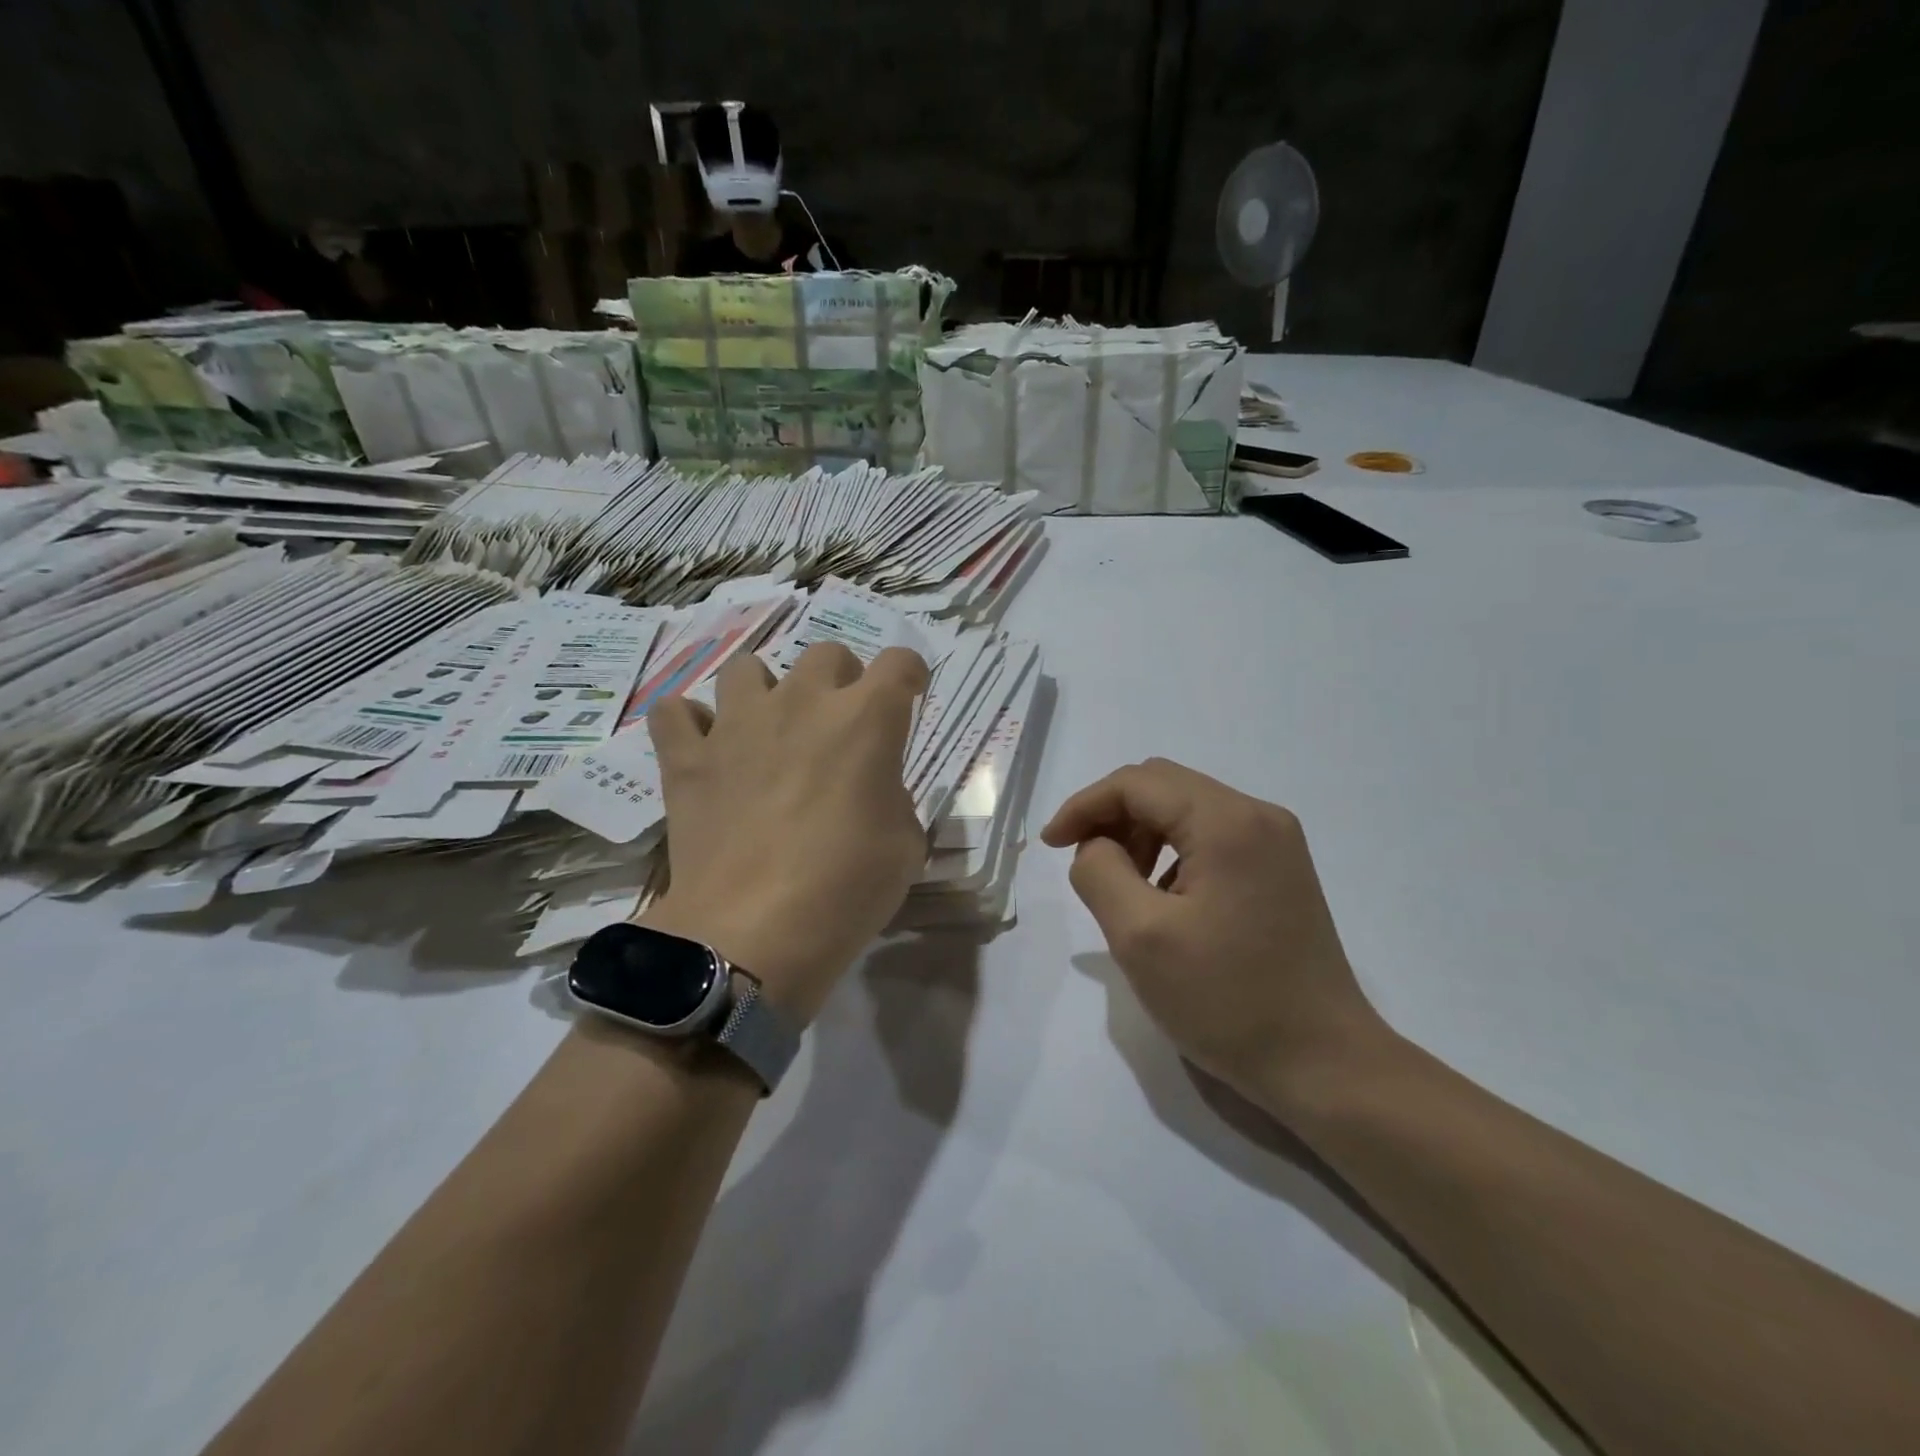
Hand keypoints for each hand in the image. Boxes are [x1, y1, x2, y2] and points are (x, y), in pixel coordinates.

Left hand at [645, 642, 930, 1023]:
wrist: (752, 932)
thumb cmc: (846, 889)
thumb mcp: (905, 846)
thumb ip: (893, 799)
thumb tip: (870, 791)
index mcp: (866, 719)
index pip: (899, 662)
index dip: (909, 676)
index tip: (908, 697)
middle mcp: (802, 703)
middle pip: (827, 654)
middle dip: (842, 680)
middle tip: (840, 726)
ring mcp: (738, 724)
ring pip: (748, 668)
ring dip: (766, 692)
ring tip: (769, 732)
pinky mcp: (688, 757)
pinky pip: (675, 713)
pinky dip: (691, 724)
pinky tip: (706, 749)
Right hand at [1042, 758, 1387, 1106]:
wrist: (1324, 1064)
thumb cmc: (1227, 1001)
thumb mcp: (1140, 937)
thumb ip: (1100, 872)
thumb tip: (1096, 847)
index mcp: (1227, 822)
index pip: (1137, 783)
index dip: (1084, 805)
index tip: (1051, 845)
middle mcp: (1258, 815)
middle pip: (1163, 787)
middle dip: (1112, 816)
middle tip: (1084, 864)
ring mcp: (1276, 842)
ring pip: (1186, 809)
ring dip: (1141, 834)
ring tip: (1123, 887)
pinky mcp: (1281, 869)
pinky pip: (1211, 836)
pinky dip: (1172, 852)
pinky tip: (1164, 899)